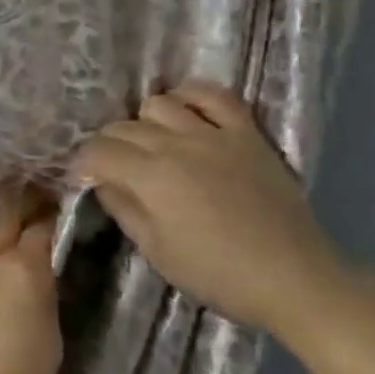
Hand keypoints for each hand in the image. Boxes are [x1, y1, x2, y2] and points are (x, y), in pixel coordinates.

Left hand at [0, 197, 61, 373]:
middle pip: (6, 216)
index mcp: (23, 269)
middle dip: (23, 204)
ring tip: (14, 239)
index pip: (42, 225)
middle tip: (38, 198)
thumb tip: (41, 278)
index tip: (63, 203)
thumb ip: (46, 299)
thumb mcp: (50, 342)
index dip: (53, 212)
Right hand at [70, 82, 345, 334]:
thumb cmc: (217, 273)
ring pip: (159, 104)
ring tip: (150, 144)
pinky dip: (191, 97)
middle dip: (107, 146)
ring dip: (144, 122)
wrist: (293, 278)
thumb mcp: (156, 251)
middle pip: (123, 127)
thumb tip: (103, 183)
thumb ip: (124, 209)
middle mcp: (176, 144)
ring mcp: (213, 133)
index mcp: (150, 177)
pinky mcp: (246, 133)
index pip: (98, 152)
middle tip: (113, 169)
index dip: (81, 164)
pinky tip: (185, 112)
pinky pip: (214, 95)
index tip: (81, 179)